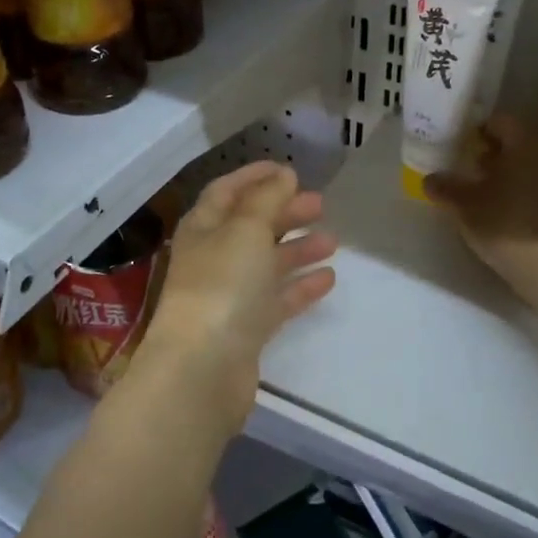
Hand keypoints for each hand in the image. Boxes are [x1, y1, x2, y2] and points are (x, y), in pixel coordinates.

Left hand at [138, 161, 337, 442]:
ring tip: (334, 240)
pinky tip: (328, 278)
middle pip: (251, 226)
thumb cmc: (222, 285)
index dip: (255, 176)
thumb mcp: (245, 230)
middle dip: (284, 212)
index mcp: (203, 228)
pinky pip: (277, 299)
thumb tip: (282, 175)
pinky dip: (300, 286)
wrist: (203, 368)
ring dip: (297, 249)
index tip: (289, 168)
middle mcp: (213, 257)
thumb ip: (266, 199)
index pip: (227, 191)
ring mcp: (229, 295)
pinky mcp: (246, 328)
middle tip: (321, 204)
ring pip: (266, 263)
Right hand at [423, 115, 537, 298]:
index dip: (478, 129)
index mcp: (525, 142)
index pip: (500, 121)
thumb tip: (430, 179)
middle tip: (470, 168)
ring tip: (486, 193)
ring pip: (532, 165)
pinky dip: (525, 191)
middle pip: (519, 142)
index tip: (460, 144)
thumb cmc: (506, 223)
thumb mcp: (464, 205)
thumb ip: (445, 187)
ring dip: (510, 173)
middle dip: (494, 153)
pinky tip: (508, 212)